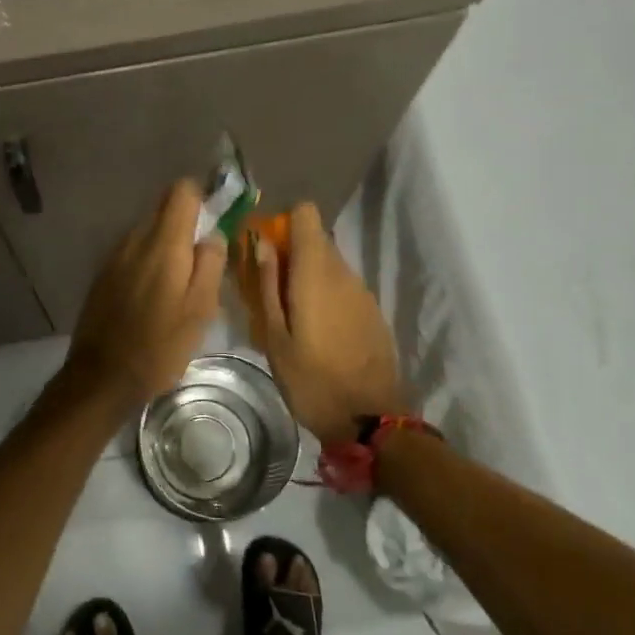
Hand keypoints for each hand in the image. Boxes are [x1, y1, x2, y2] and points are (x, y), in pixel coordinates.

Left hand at [62, 180, 227, 408]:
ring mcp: (115, 255)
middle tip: (202, 259)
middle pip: (164, 209)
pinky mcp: (103, 274)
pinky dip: (147, 261)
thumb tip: (213, 235)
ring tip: (179, 282)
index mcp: (164, 243)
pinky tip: (154, 294)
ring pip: (147, 232)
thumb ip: (210, 264)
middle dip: (186, 224)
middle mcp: (136, 239)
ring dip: (166, 245)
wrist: (102, 376)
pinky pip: (132, 253)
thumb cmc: (159, 345)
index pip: (182, 191)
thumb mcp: (200, 310)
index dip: (202, 197)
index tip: (215, 220)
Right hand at [242, 203, 404, 446]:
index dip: (284, 223)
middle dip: (291, 253)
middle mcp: (343, 273)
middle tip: (269, 289)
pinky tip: (317, 331)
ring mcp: (363, 292)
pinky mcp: (373, 311)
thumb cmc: (312, 380)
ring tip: (290, 315)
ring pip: (330, 264)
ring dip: (308, 276)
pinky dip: (326, 295)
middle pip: (316, 239)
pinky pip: (344, 287)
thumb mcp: (274, 338)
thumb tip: (261, 244)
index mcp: (316, 273)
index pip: (306, 214)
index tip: (266, 249)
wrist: (371, 420)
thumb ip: (267, 286)